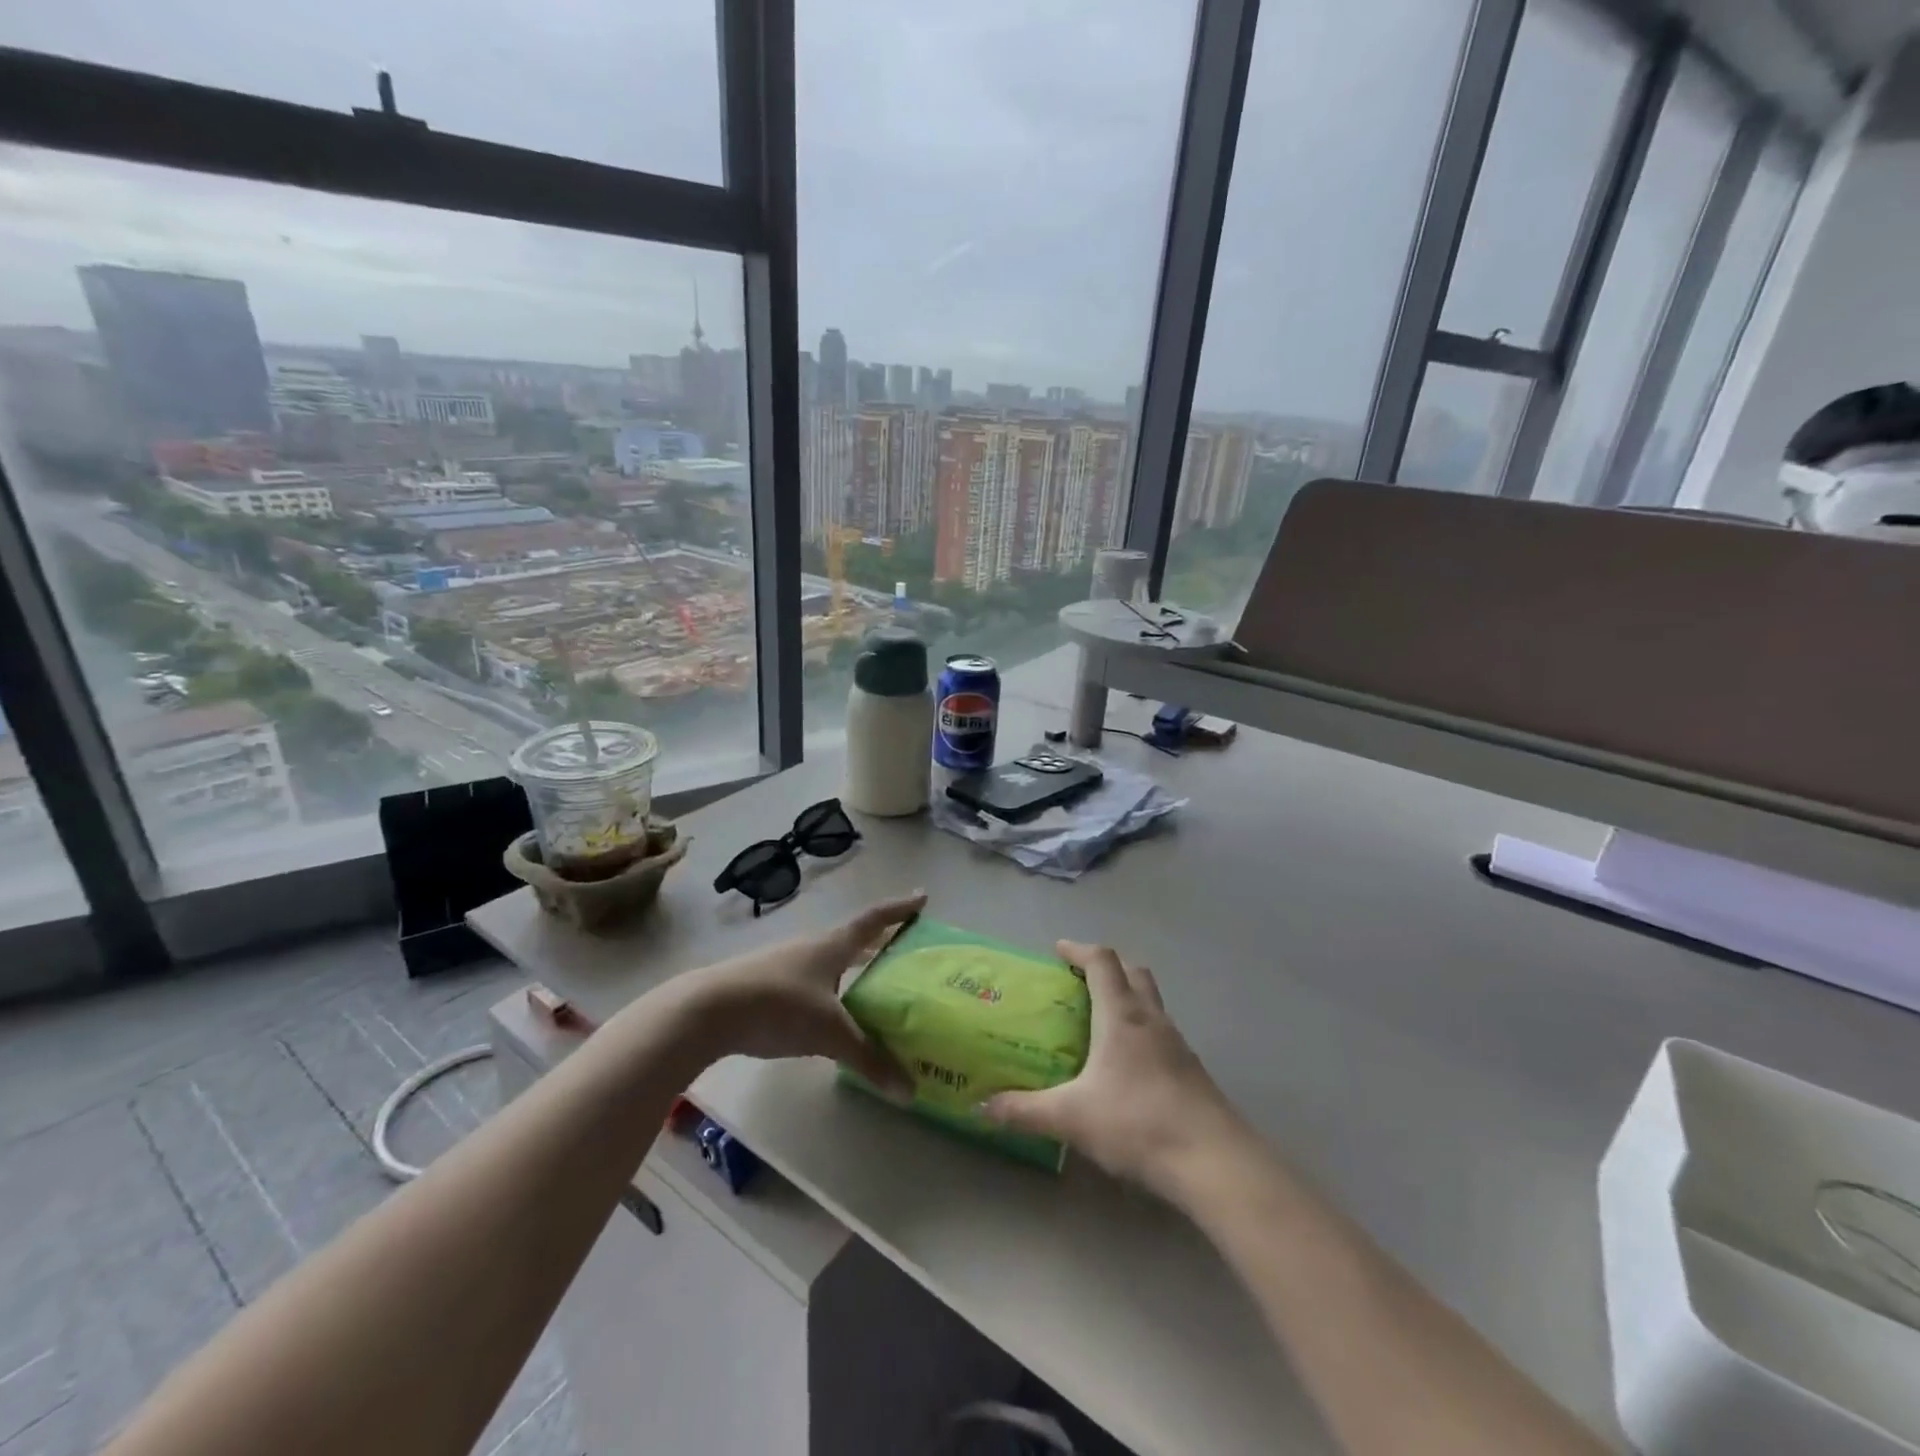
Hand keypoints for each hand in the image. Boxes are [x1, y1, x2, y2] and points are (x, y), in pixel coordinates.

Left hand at [675, 892, 925, 1091]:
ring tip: (868, 986)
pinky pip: (807, 979)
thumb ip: (869, 1059)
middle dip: (877, 943)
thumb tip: (909, 1091)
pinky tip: (825, 1011)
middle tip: (901, 950)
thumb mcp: (830, 1034)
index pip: (874, 920)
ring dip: (849, 967)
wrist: (708, 1010)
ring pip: (827, 960)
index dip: (900, 910)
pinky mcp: (763, 982)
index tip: (922, 896)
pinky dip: (826, 987)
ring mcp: (783, 962)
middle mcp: (810, 946)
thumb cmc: (779, 1007)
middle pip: (852, 939)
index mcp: (832, 946)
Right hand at [983, 941, 1247, 1199]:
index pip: (1102, 961)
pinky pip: (1163, 1033)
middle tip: (1081, 980)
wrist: (1213, 1161)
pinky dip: (1143, 1031)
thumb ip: (1024, 1111)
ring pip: (1152, 1002)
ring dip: (1128, 998)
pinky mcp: (1194, 1071)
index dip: (1079, 949)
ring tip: (1102, 1022)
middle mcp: (1152, 1019)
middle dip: (1107, 968)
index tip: (1059, 950)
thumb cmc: (1137, 1122)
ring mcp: (1178, 1044)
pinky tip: (1130, 1065)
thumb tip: (980, 1109)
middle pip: (1133, 971)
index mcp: (1121, 1015)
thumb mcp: (1071, 1117)